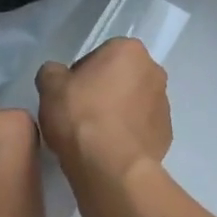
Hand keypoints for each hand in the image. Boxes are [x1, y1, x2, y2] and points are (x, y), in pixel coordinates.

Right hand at [36, 38, 171, 184]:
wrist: (111, 166)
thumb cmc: (80, 117)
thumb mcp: (50, 87)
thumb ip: (52, 73)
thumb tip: (58, 76)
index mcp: (129, 50)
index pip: (99, 57)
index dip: (80, 77)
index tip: (69, 96)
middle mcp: (154, 71)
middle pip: (121, 78)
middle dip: (104, 92)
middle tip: (81, 115)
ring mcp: (165, 104)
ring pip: (134, 104)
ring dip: (119, 113)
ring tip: (96, 136)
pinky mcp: (166, 134)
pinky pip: (142, 129)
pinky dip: (129, 135)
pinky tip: (111, 149)